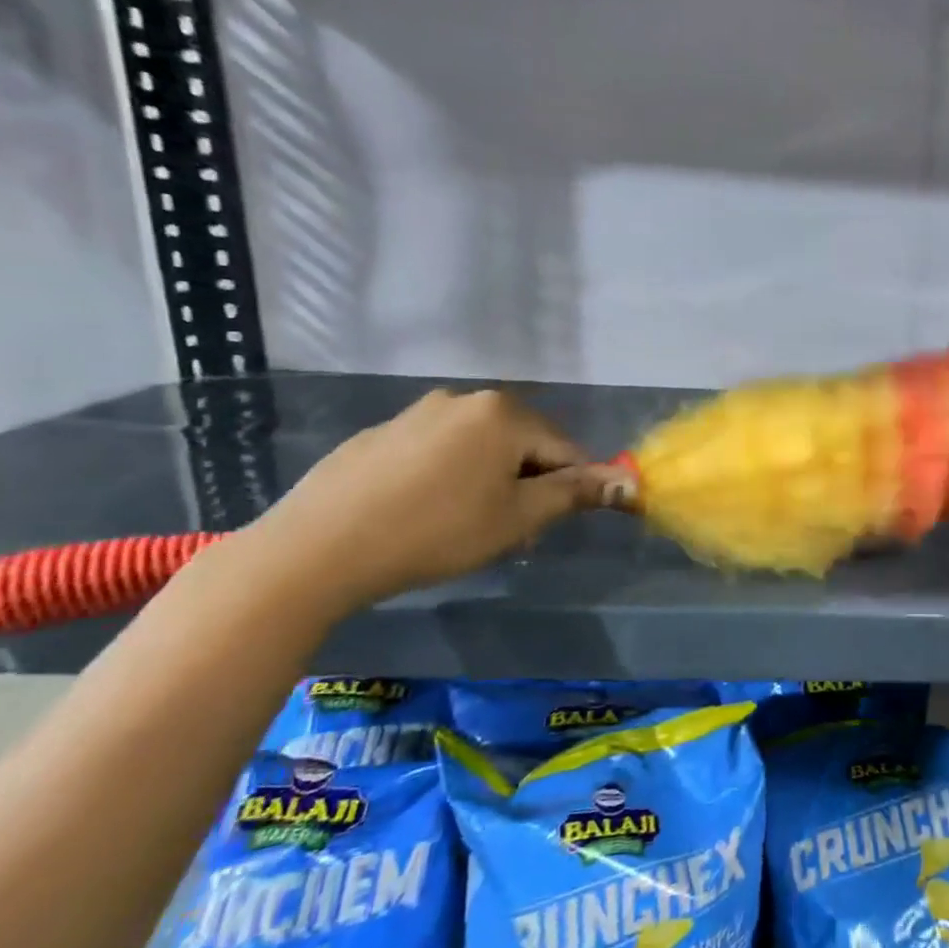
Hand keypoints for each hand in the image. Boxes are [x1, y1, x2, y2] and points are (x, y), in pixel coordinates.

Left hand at [244, 389, 628, 617]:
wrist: (319, 548)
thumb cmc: (437, 532)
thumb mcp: (517, 518)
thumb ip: (575, 493)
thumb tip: (629, 482)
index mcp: (504, 413)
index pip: (565, 449)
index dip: (568, 489)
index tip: (544, 527)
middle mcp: (464, 399)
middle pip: (522, 443)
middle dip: (527, 483)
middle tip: (506, 531)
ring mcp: (417, 412)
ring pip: (479, 447)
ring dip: (489, 480)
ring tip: (463, 525)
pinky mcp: (381, 433)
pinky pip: (437, 450)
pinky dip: (447, 476)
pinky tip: (422, 513)